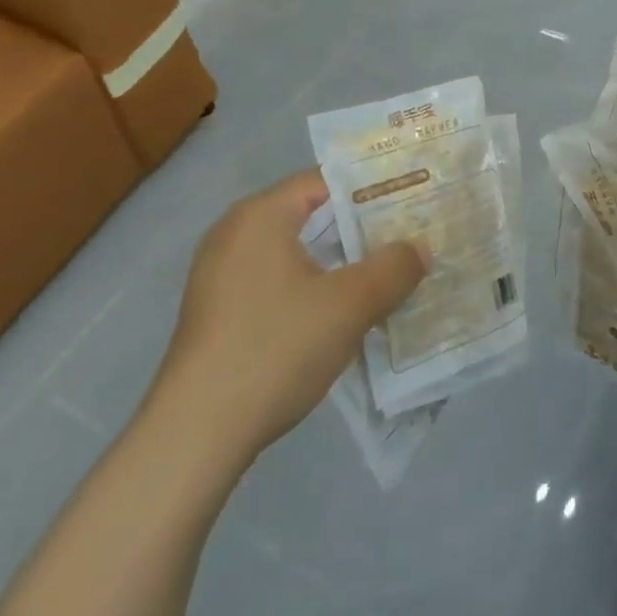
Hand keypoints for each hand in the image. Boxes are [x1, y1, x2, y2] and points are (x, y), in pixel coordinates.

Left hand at [157, 168, 426, 457]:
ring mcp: (221, 275)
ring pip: (294, 252)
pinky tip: (342, 313)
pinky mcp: (218, 312)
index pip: (326, 181)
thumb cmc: (275, 347)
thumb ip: (393, 269)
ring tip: (386, 274)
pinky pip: (276, 282)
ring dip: (339, 262)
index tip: (413, 199)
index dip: (373, 188)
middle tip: (409, 236)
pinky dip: (312, 287)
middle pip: (310, 215)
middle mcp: (235, 233)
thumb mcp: (349, 305)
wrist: (195, 433)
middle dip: (361, 228)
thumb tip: (421, 247)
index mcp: (261, 215)